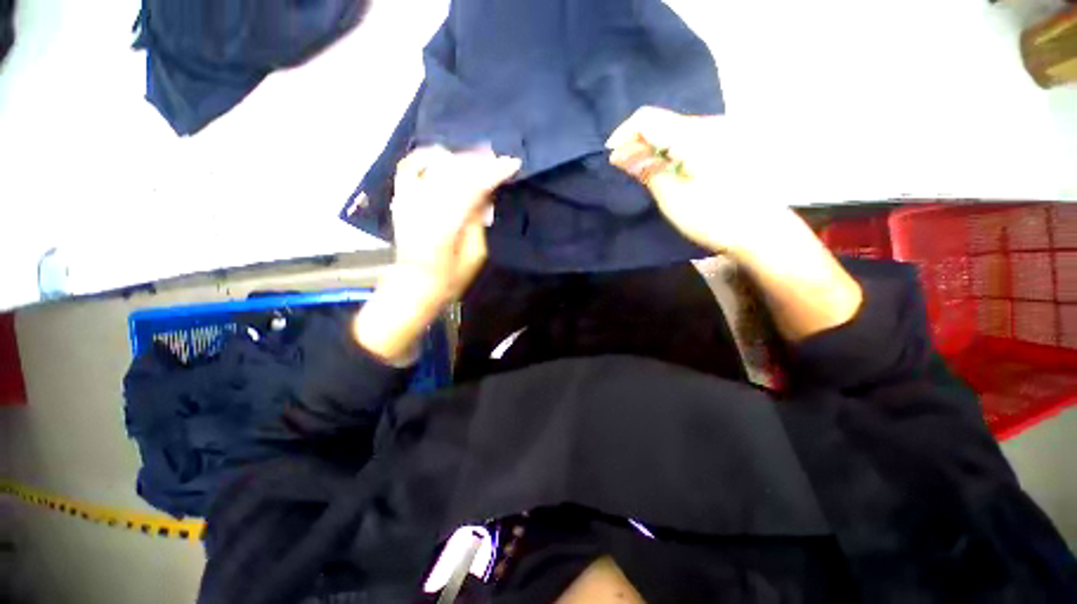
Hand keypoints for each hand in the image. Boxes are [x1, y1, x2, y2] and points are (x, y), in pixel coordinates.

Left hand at [390, 145, 520, 307]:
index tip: (512, 164)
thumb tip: (485, 195)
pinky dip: (427, 156)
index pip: (473, 186)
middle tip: (499, 157)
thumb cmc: (450, 277)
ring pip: (437, 166)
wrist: (414, 284)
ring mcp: (409, 199)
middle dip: (480, 161)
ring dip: (460, 158)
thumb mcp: (475, 255)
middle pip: (456, 171)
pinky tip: (443, 155)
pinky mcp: (401, 198)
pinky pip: (410, 166)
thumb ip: (479, 222)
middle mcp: (425, 205)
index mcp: (447, 223)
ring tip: (479, 156)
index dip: (494, 172)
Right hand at [608, 107, 861, 341]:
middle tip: (624, 170)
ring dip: (653, 150)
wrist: (761, 232)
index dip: (624, 134)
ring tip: (642, 173)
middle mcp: (709, 125)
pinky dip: (671, 154)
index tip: (611, 157)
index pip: (647, 119)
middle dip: (637, 144)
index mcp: (694, 134)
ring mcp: (721, 134)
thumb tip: (620, 154)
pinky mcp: (727, 147)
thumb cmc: (713, 216)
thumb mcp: (672, 196)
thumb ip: (646, 169)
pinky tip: (666, 172)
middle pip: (662, 124)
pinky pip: (689, 142)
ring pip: (675, 133)